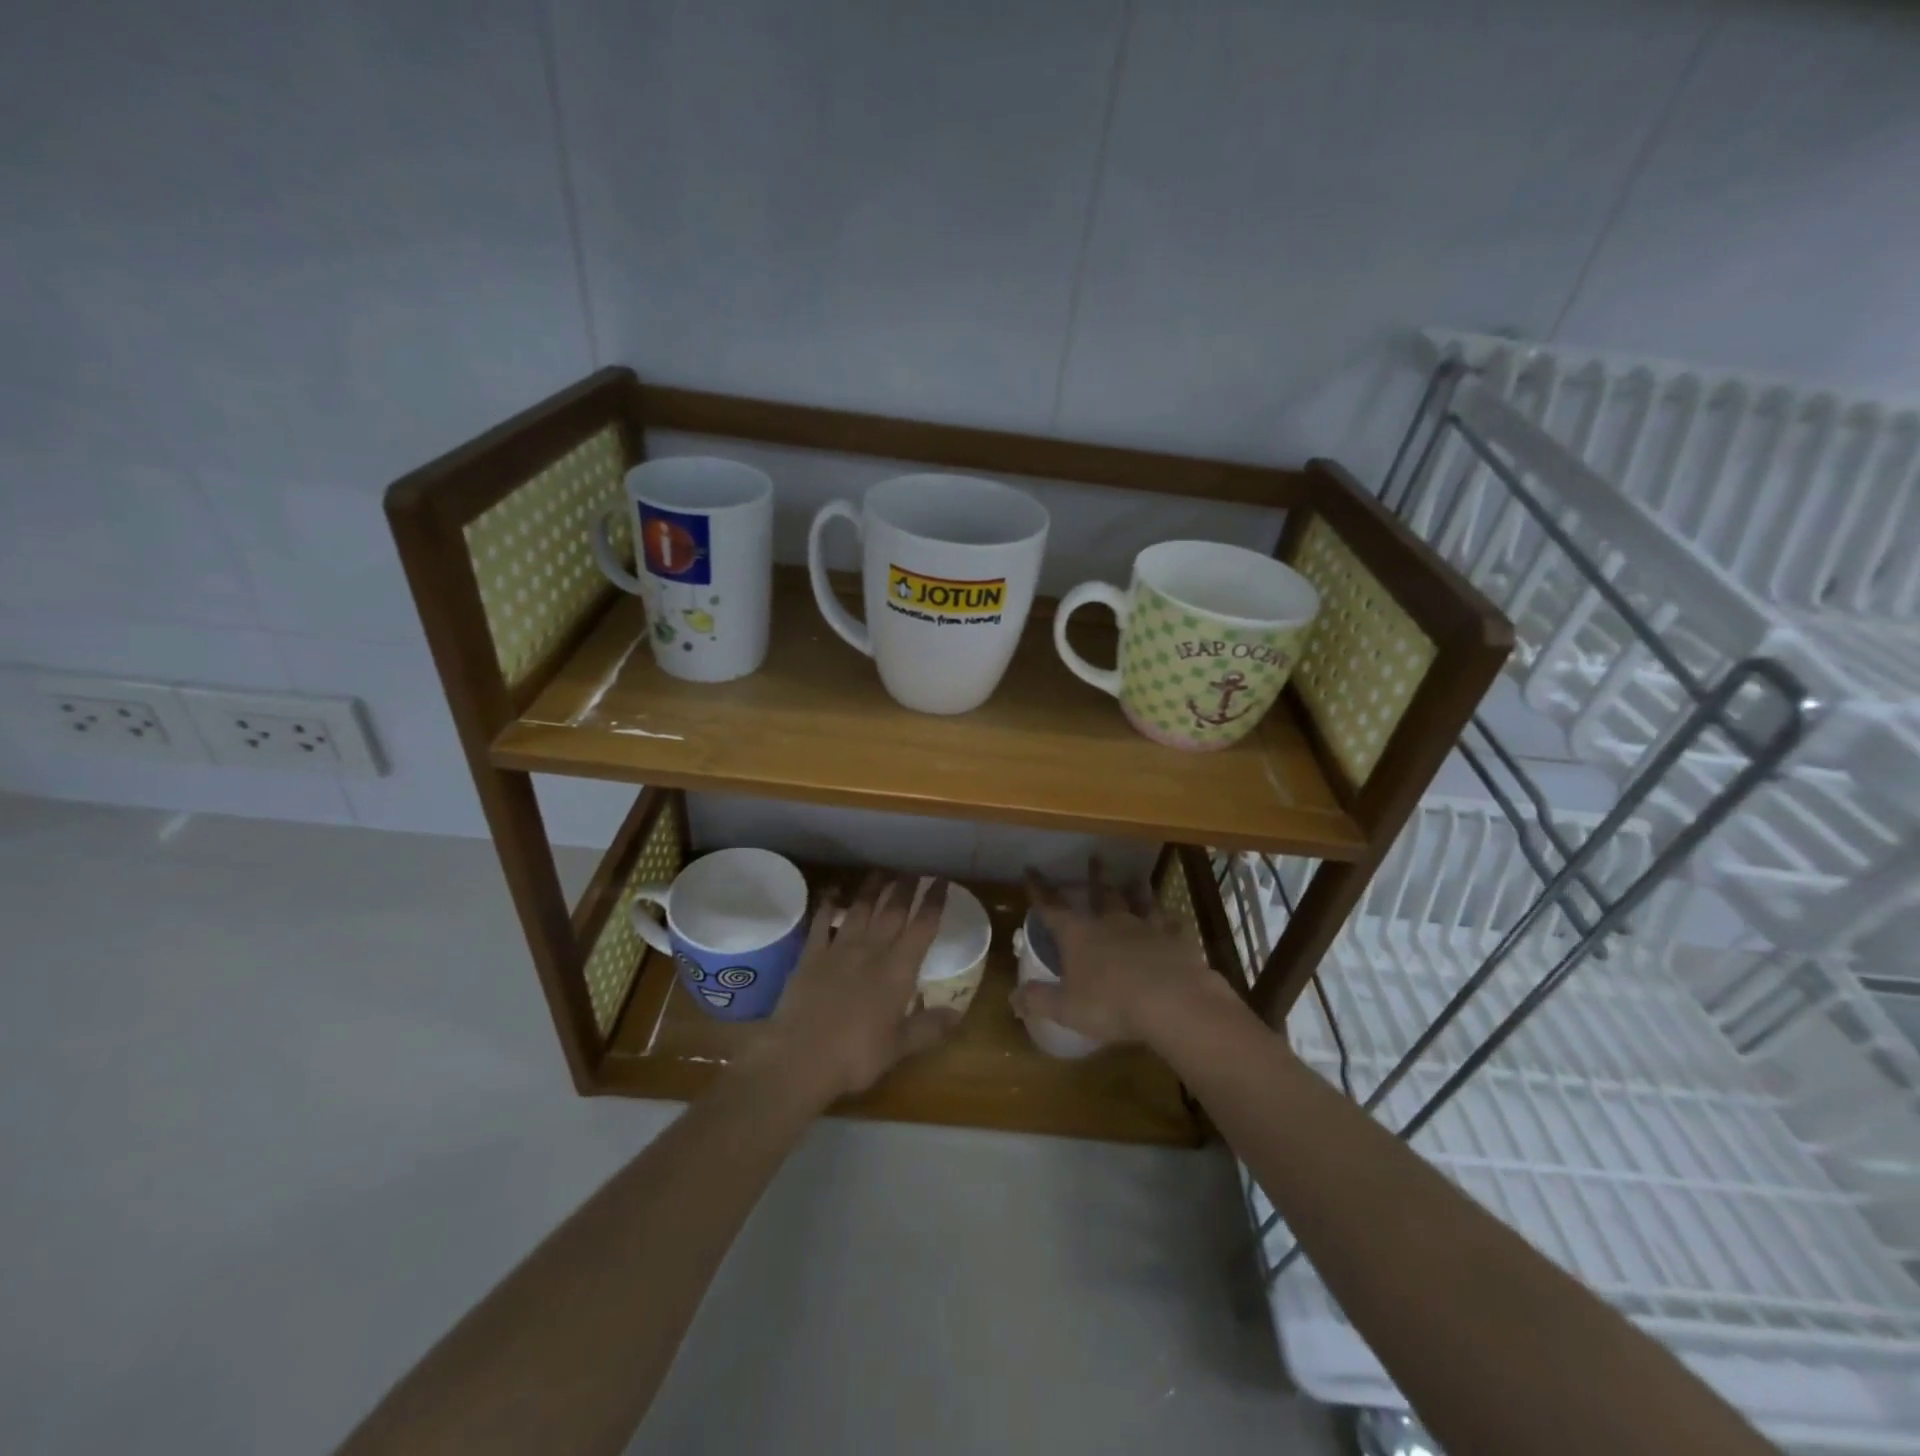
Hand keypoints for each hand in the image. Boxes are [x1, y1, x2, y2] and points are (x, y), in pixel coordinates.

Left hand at [755, 872, 957, 1104]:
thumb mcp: (899, 1047)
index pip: (922, 927)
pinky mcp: (811, 955)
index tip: (941, 881)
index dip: (934, 902)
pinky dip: (828, 904)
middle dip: (906, 887)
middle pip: (893, 910)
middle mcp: (872, 950)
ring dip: (873, 888)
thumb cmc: (856, 1056)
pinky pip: (822, 921)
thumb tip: (958, 1013)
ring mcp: (839, 949)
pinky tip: (833, 891)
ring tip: (881, 871)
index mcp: (898, 970)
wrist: (800, 1056)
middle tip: (914, 868)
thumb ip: (929, 1027)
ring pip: (860, 908)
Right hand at [1010, 860, 1236, 1045]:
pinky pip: (1171, 925)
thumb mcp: (1067, 1009)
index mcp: (1079, 935)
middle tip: (1095, 857)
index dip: (1039, 890)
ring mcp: (1145, 928)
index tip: (1030, 869)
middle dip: (1095, 876)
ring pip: (1139, 902)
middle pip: (1100, 894)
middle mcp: (1110, 923)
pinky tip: (1175, 920)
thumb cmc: (1111, 1004)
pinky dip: (1170, 921)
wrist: (1172, 1002)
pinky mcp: (1175, 941)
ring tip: (1136, 879)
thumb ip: (1039, 1000)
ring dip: (1136, 891)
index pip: (1052, 908)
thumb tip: (1012, 998)